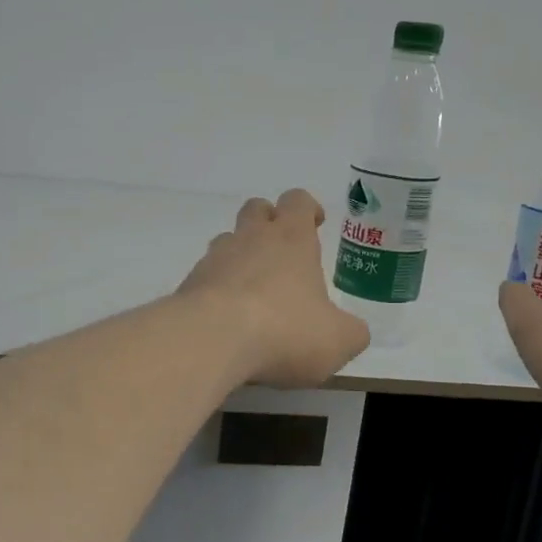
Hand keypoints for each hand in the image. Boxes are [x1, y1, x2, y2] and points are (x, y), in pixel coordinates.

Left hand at [178, 190, 371, 387]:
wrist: (211, 340)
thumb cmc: (284, 330)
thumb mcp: (337, 340)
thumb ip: (351, 333)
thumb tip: (352, 332)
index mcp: (291, 239)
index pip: (298, 201)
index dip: (308, 208)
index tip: (315, 224)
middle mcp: (251, 239)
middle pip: (256, 209)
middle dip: (269, 222)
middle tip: (282, 252)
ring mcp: (214, 259)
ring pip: (227, 240)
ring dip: (240, 255)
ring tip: (253, 291)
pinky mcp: (189, 285)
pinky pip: (206, 276)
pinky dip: (217, 289)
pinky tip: (227, 318)